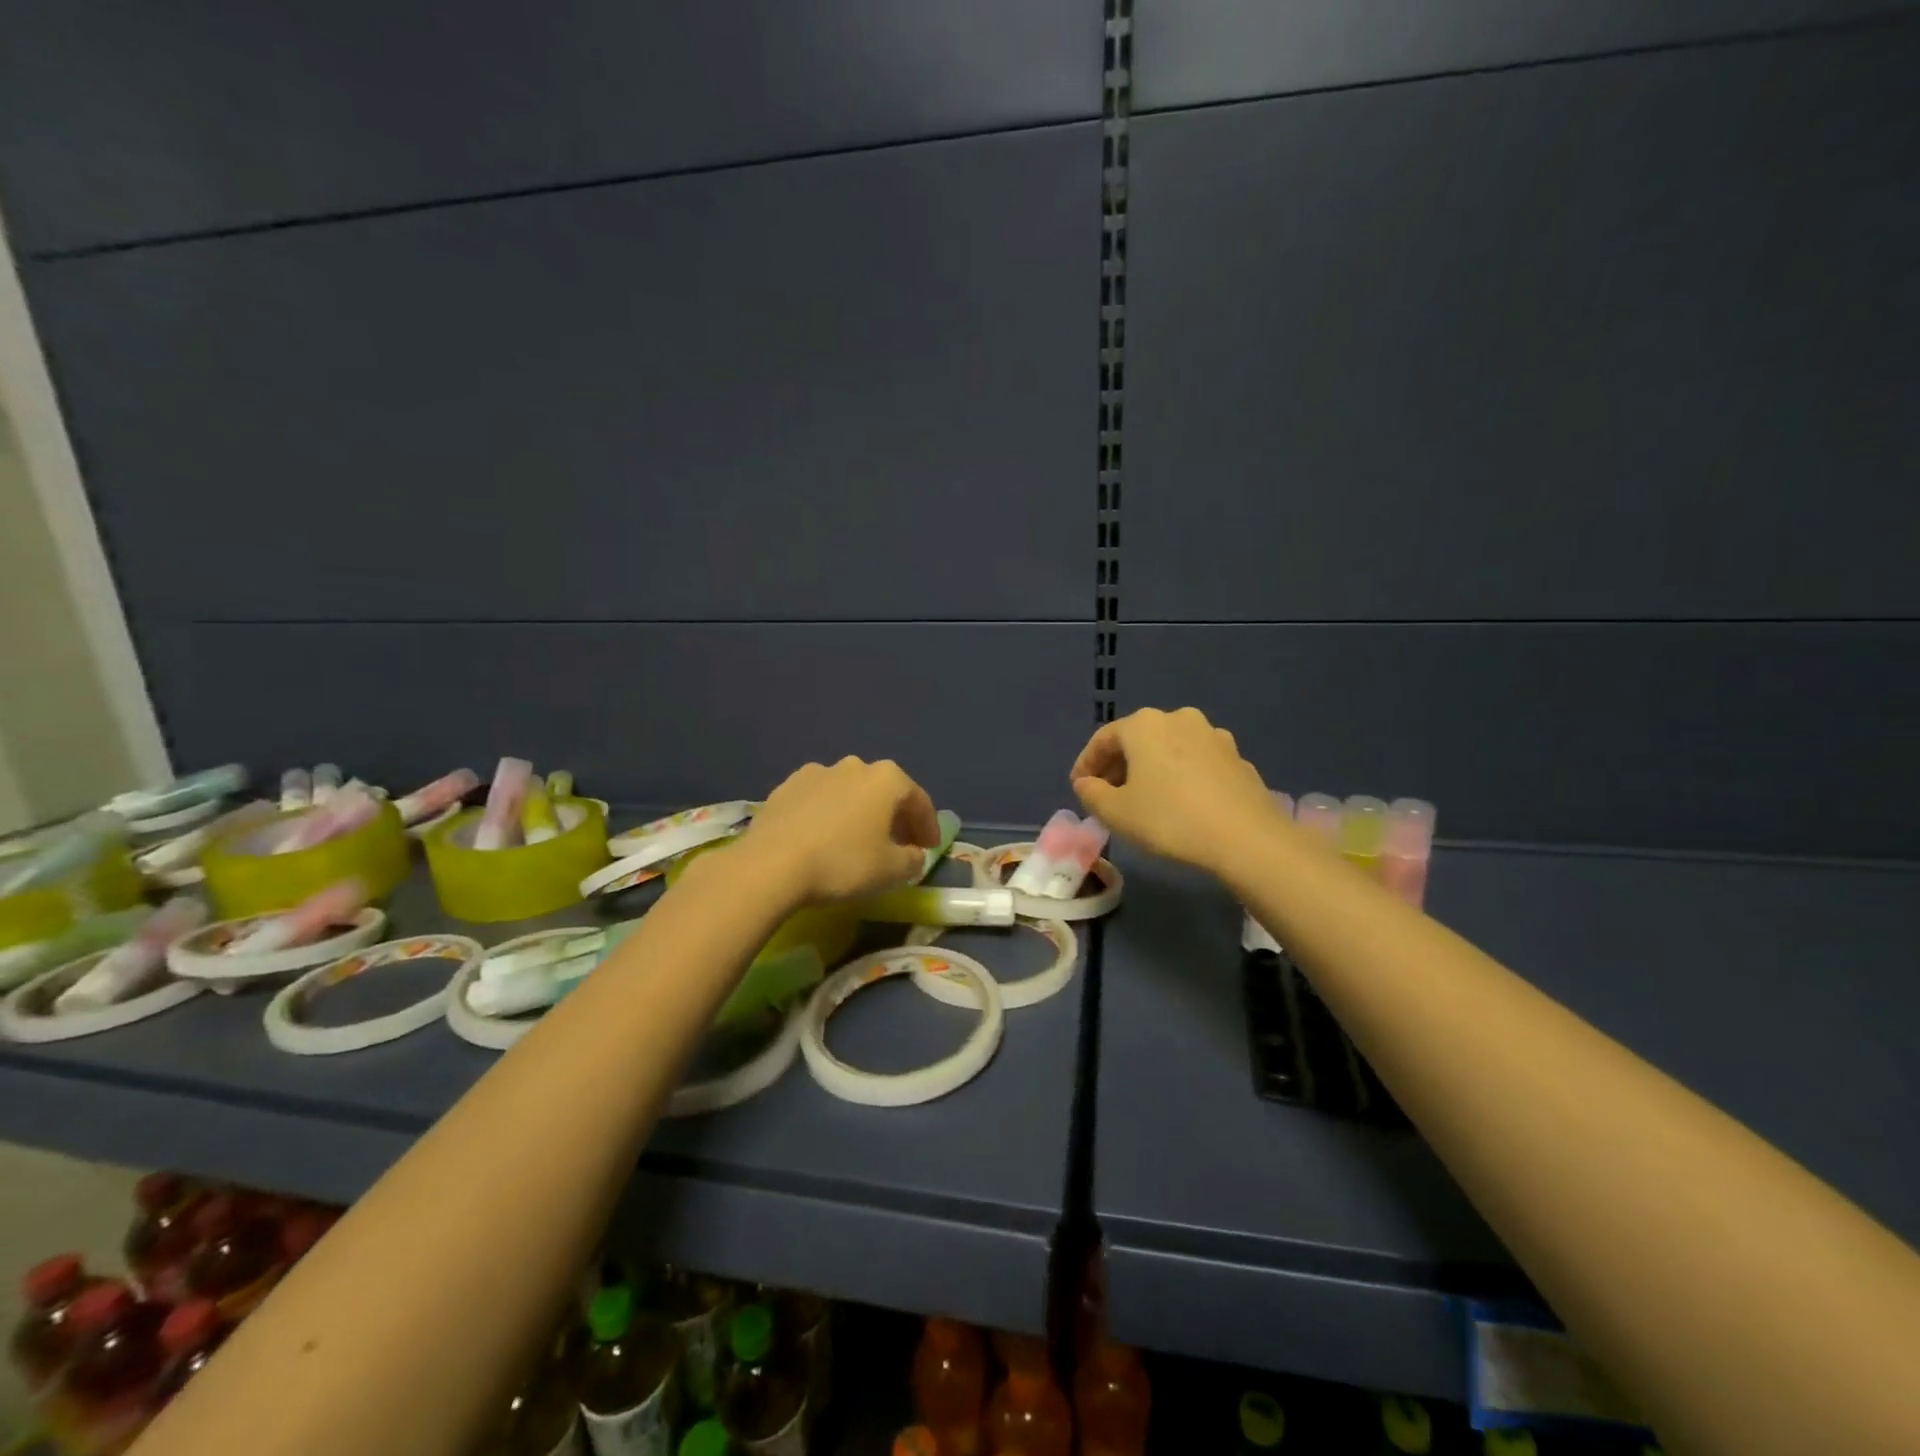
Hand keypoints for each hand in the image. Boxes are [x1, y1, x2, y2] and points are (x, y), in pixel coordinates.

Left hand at [738, 757, 940, 905]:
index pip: (919, 801)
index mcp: (887, 778)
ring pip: (849, 793)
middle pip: (883, 792)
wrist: (771, 865)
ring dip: (858, 813)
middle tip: (898, 844)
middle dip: (894, 817)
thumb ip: (912, 860)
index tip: (930, 849)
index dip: (928, 827)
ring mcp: (816, 772)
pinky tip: (822, 838)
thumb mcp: (891, 870)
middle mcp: (854, 766)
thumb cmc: (843, 863)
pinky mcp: (785, 787)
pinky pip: (818, 800)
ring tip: (857, 841)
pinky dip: (828, 815)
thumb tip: (914, 855)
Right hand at [1070, 707, 1283, 873]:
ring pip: (1168, 749)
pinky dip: (1180, 777)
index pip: (1103, 739)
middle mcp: (1179, 719)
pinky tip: (1180, 804)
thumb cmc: (1170, 819)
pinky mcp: (1237, 758)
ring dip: (1151, 770)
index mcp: (1144, 725)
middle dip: (1118, 766)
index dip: (1086, 764)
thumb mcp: (1116, 813)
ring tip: (1144, 800)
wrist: (1247, 838)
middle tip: (1108, 795)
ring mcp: (1213, 736)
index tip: (1079, 788)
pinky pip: (1195, 763)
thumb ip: (1091, 794)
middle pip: (1137, 740)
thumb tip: (1086, 783)